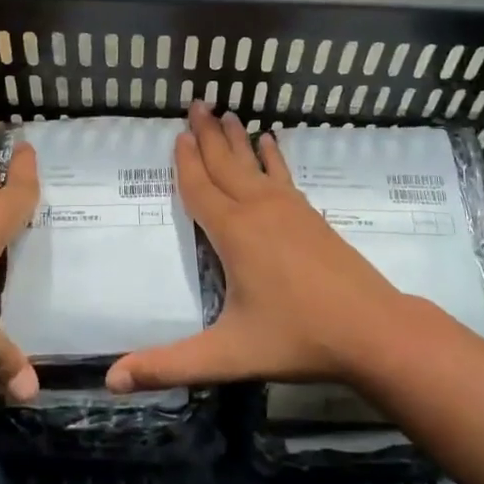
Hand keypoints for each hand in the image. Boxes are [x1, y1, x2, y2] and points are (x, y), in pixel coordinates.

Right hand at [106, 103, 411, 392]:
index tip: (178, 134)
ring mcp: (290, 210)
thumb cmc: (297, 338)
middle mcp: (259, 210)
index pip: (200, 188)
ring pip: (255, 165)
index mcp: (234, 233)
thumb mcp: (227, 355)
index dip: (186, 162)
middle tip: (197, 102)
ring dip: (237, 139)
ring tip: (227, 113)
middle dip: (208, 134)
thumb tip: (110, 381)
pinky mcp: (313, 217)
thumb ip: (169, 366)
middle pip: (226, 164)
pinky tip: (272, 143)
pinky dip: (274, 157)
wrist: (373, 330)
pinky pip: (284, 176)